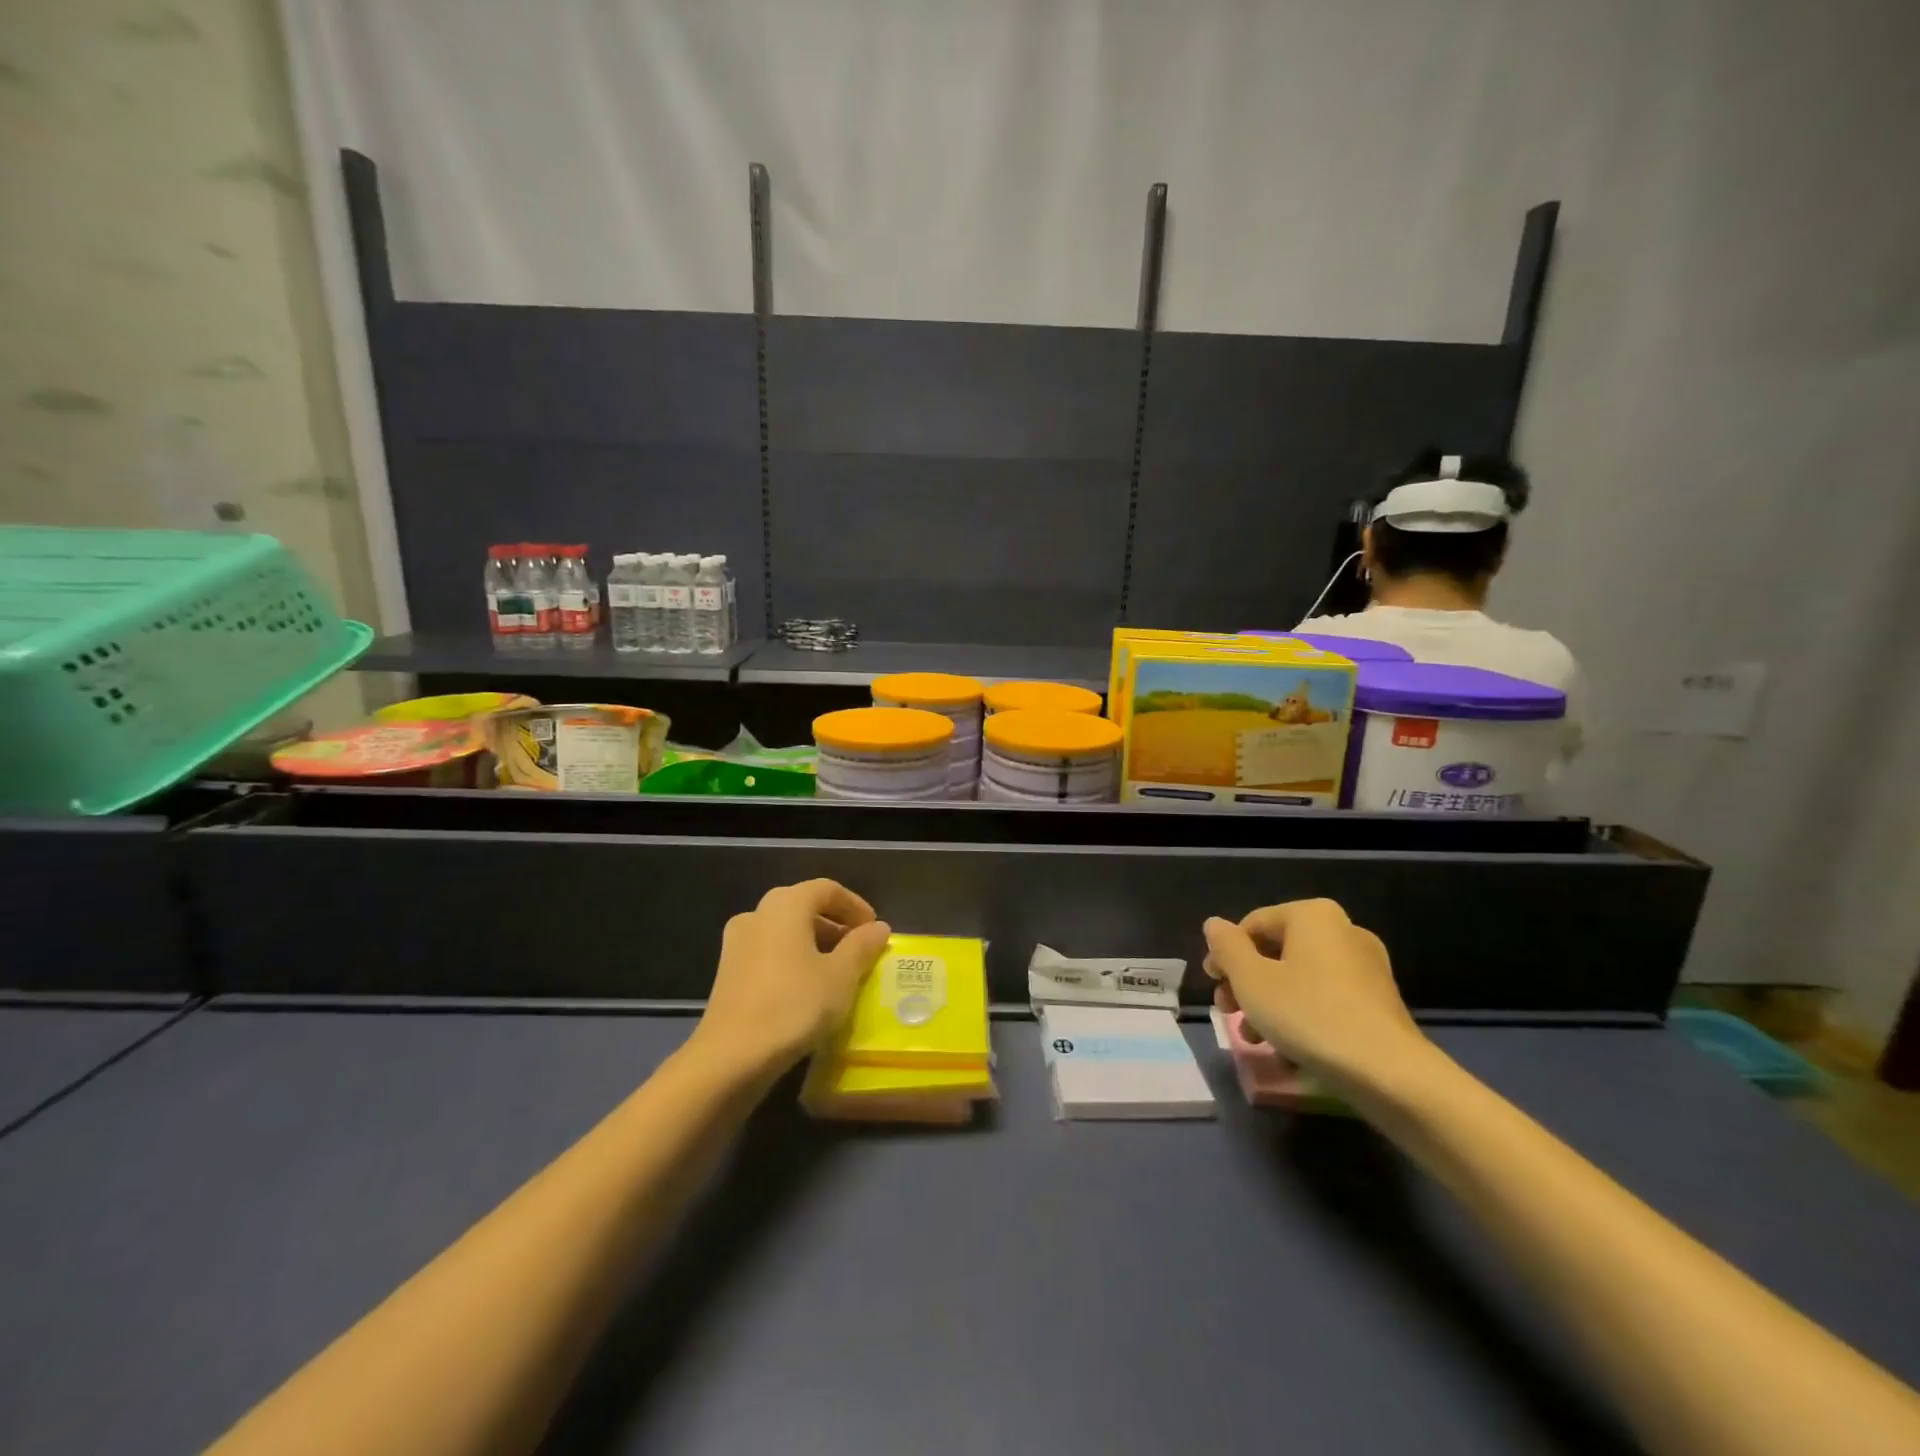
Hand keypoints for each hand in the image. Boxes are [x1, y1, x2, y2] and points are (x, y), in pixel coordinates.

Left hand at [693, 879, 892, 1074]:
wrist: (730, 1058)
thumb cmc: (794, 1005)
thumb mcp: (841, 976)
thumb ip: (862, 946)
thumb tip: (878, 927)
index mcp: (786, 904)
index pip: (827, 889)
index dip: (855, 906)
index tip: (874, 930)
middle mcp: (758, 913)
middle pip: (804, 907)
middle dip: (835, 925)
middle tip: (860, 950)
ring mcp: (737, 943)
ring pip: (785, 931)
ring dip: (814, 944)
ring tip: (837, 972)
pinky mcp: (727, 972)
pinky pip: (769, 952)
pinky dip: (793, 960)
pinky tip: (807, 989)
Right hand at [1202, 899, 1430, 1090]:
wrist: (1390, 1074)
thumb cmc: (1309, 1015)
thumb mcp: (1251, 980)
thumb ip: (1227, 947)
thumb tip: (1214, 925)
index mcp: (1312, 915)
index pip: (1252, 925)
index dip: (1225, 955)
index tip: (1213, 987)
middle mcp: (1342, 930)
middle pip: (1276, 951)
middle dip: (1246, 982)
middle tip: (1229, 1012)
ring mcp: (1366, 966)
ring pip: (1299, 977)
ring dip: (1269, 1002)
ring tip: (1254, 1037)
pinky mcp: (1378, 1000)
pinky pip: (1325, 997)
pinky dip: (1301, 1014)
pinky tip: (1287, 1047)